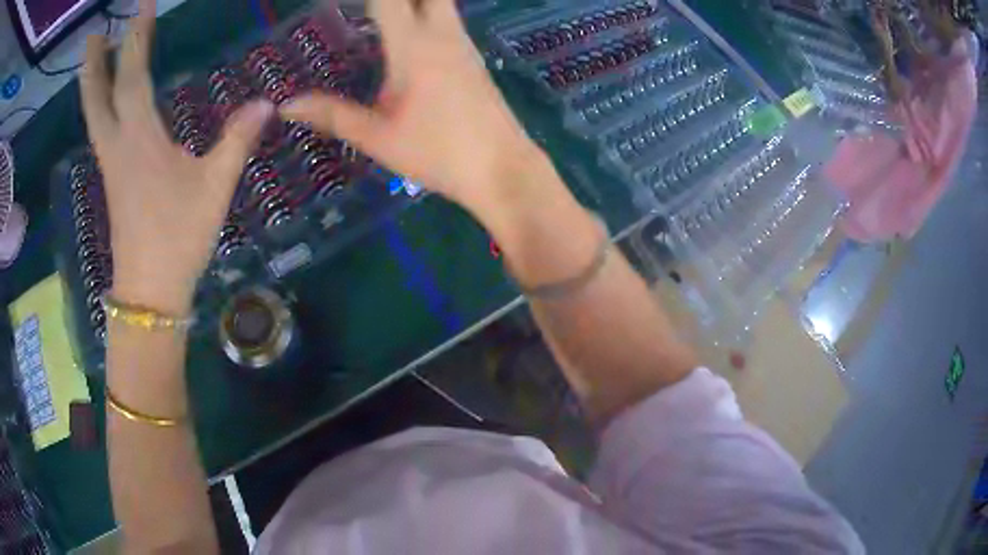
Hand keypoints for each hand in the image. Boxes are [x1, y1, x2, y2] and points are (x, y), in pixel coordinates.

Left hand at [80, 0, 272, 313]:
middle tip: (93, 34)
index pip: (132, 77)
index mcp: (138, 141)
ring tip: (94, 58)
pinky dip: (100, 107)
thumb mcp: (214, 187)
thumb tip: (266, 103)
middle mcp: (117, 146)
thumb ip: (237, 140)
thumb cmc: (178, 238)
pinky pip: (101, 132)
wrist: (149, 292)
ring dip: (92, 84)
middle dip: (95, 63)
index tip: (142, 6)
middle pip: (98, 98)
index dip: (136, 39)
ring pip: (94, 116)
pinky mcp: (112, 180)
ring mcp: (110, 165)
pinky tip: (106, 102)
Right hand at [280, 0, 547, 216]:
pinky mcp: (472, 57)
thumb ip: (333, 115)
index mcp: (413, 46)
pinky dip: (427, 10)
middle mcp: (442, 33)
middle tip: (367, 9)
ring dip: (415, 1)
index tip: (342, 1)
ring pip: (441, 2)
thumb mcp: (378, 137)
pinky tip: (409, 27)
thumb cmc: (438, 153)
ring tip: (380, 14)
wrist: (503, 169)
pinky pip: (447, 18)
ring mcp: (462, 43)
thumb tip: (288, 105)